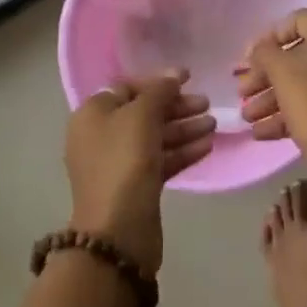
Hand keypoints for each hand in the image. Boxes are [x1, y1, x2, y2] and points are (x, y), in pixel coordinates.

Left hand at [66, 71, 214, 276]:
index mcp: (92, 115)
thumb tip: (174, 75)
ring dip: (184, 129)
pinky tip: (207, 146)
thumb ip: (159, 91)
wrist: (118, 231)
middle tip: (207, 104)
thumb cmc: (124, 162)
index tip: (189, 78)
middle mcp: (101, 136)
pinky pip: (160, 160)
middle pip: (144, 112)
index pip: (127, 88)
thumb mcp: (141, 116)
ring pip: (155, 137)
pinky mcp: (135, 186)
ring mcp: (118, 164)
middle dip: (176, 107)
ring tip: (213, 125)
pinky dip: (182, 152)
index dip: (158, 81)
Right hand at [235, 11, 306, 185]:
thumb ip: (265, 54)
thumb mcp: (284, 75)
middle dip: (265, 75)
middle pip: (298, 55)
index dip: (267, 38)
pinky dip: (291, 113)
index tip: (248, 60)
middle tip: (242, 92)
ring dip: (272, 98)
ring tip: (248, 118)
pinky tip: (263, 132)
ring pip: (305, 82)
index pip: (296, 21)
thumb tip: (260, 49)